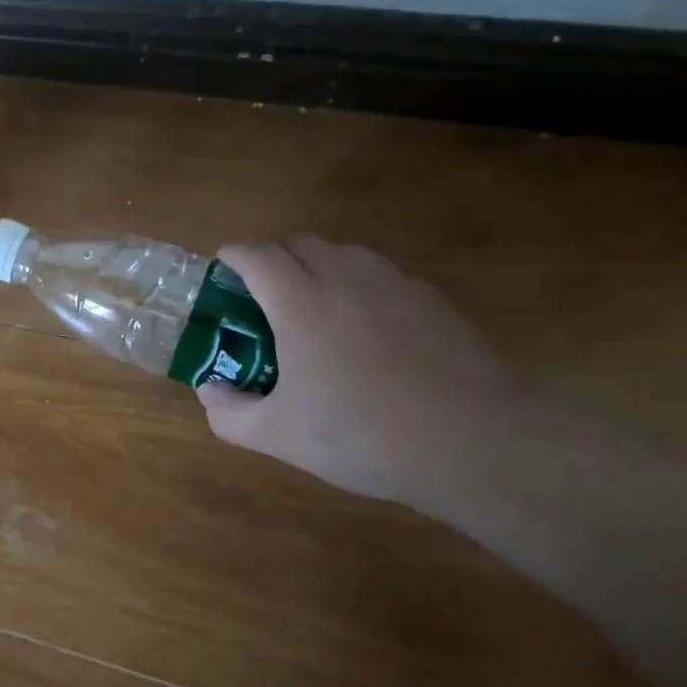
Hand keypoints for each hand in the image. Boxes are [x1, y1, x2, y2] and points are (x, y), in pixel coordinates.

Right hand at [197, 235, 521, 509]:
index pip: (257, 255)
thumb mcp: (278, 435)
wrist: (476, 444)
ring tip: (315, 306)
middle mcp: (345, 279)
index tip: (222, 268)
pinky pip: (384, 275)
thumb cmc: (363, 436)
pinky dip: (361, 285)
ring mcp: (396, 286)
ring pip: (345, 252)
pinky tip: (367, 329)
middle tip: (263, 295)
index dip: (233, 255)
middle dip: (274, 257)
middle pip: (300, 241)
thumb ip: (229, 413)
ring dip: (319, 265)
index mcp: (300, 303)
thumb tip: (210, 390)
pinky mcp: (434, 302)